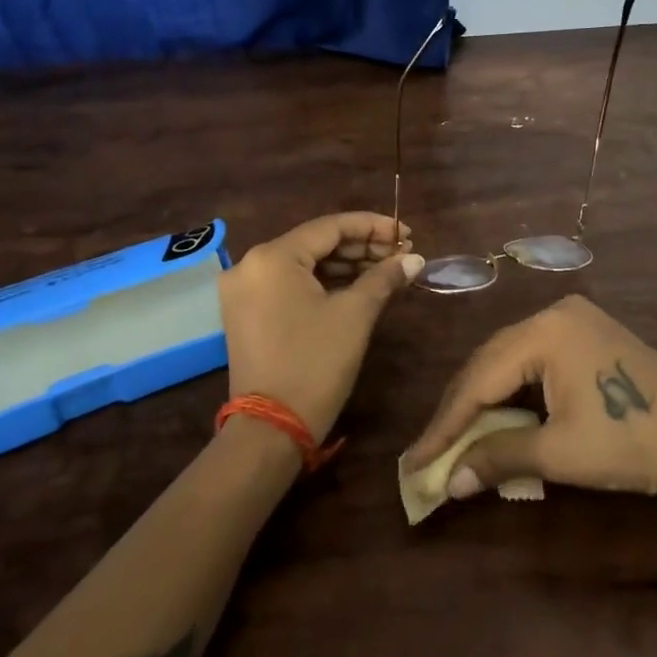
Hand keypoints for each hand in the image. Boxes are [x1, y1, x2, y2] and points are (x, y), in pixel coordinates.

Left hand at [219, 213, 424, 440]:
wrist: (271, 429)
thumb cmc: (315, 363)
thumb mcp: (355, 315)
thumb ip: (383, 277)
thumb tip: (413, 258)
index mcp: (273, 256)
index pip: (330, 226)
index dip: (372, 226)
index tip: (405, 232)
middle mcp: (251, 264)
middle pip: (315, 243)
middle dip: (361, 246)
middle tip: (401, 252)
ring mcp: (244, 290)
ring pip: (303, 264)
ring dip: (345, 265)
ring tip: (386, 268)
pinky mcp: (246, 312)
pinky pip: (290, 284)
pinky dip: (323, 283)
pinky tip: (358, 285)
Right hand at [402, 295, 656, 501]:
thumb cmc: (634, 441)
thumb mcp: (561, 453)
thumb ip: (499, 457)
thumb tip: (447, 482)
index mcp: (544, 330)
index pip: (478, 378)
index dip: (444, 424)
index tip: (413, 461)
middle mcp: (553, 313)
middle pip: (490, 362)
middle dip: (460, 411)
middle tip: (431, 453)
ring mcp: (573, 320)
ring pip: (510, 361)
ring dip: (484, 401)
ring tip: (457, 440)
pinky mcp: (587, 335)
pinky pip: (534, 361)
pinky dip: (513, 392)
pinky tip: (499, 418)